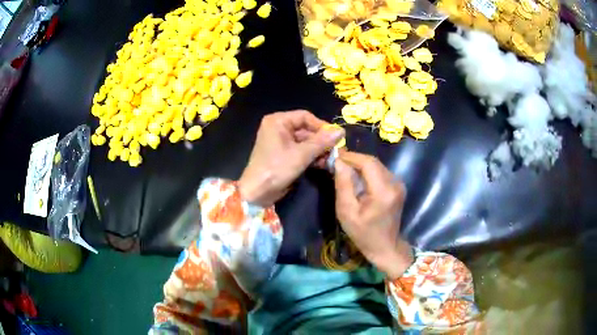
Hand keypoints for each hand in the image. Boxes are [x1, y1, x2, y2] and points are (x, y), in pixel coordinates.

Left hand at [238, 110, 344, 206]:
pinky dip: (312, 156)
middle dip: (322, 141)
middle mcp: (279, 128)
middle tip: (337, 150)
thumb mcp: (301, 154)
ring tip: (332, 159)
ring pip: (305, 142)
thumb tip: (341, 131)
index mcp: (278, 121)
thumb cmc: (276, 168)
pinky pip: (301, 151)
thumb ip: (322, 142)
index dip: (322, 126)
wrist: (257, 192)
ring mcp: (281, 142)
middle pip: (306, 130)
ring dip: (319, 150)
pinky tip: (324, 164)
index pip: (305, 117)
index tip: (337, 136)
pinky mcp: (283, 155)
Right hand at [334, 151, 412, 278]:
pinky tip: (357, 178)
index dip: (351, 156)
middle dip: (354, 159)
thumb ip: (343, 185)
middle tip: (336, 162)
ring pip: (377, 165)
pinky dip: (367, 172)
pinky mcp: (398, 186)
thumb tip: (338, 162)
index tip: (335, 156)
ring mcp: (399, 184)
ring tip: (344, 170)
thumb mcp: (347, 212)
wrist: (385, 247)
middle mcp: (395, 183)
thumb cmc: (363, 233)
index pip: (368, 162)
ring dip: (360, 165)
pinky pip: (380, 172)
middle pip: (373, 162)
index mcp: (383, 191)